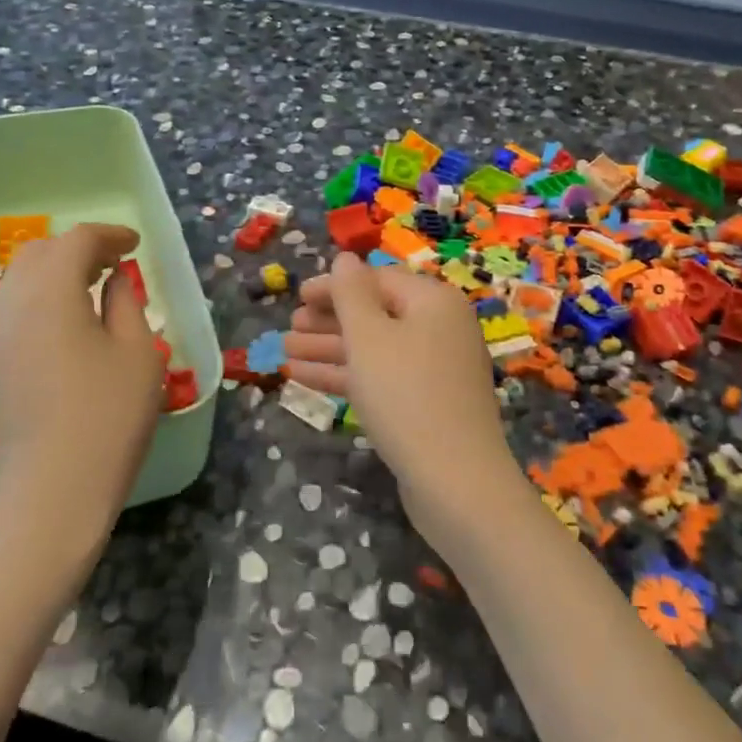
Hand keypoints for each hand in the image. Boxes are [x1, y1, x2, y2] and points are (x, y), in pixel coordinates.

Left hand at [0, 224, 164, 550]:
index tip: (134, 245)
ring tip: (89, 290)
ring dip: (54, 273)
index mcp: (50, 291)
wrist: (50, 492)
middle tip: (113, 264)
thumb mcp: (137, 352)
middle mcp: (10, 303)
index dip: (108, 235)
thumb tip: (114, 280)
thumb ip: (126, 303)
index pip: (77, 241)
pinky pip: (9, 310)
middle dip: (78, 249)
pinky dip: (37, 299)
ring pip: (18, 280)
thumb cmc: (107, 416)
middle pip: (40, 254)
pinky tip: (62, 325)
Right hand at [283, 253, 530, 550]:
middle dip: (328, 320)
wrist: (456, 482)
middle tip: (289, 327)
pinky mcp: (427, 404)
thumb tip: (345, 258)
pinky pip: (382, 377)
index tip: (297, 296)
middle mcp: (440, 328)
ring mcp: (436, 369)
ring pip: (375, 349)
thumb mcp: (369, 337)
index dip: (334, 286)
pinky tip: (304, 378)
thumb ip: (351, 293)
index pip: (377, 280)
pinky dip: (347, 375)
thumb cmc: (406, 395)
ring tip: (285, 352)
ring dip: (329, 349)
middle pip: (376, 314)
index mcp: (434, 301)